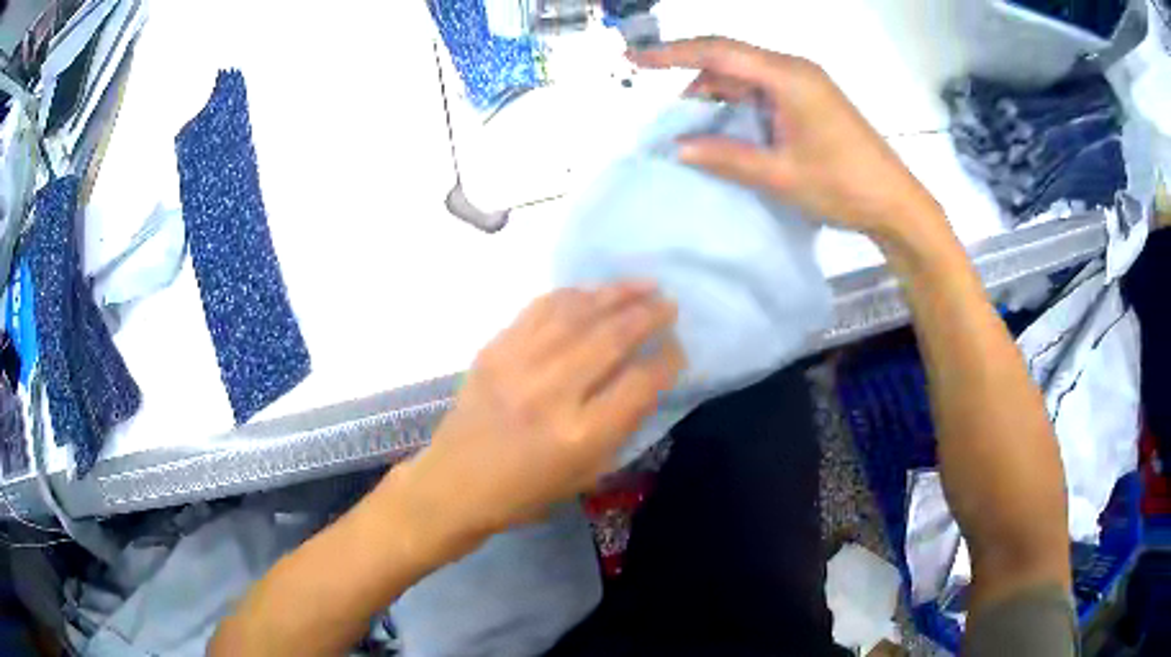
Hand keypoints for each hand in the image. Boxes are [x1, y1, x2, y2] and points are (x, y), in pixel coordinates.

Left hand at [389, 283, 683, 557]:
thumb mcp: (585, 475)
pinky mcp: (494, 349)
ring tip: (643, 285)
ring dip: (616, 294)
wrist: (454, 483)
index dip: (667, 361)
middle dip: (649, 315)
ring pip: (578, 313)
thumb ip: (621, 426)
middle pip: (612, 337)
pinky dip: (572, 295)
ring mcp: (519, 364)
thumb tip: (648, 379)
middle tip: (669, 304)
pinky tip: (593, 292)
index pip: (640, 383)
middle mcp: (552, 392)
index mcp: (581, 435)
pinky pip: (541, 309)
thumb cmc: (525, 492)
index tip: (678, 349)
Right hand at [630, 37, 945, 245]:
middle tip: (664, 110)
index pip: (718, 52)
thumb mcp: (780, 175)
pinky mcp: (809, 101)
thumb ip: (726, 156)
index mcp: (788, 77)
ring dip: (715, 96)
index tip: (633, 59)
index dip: (671, 53)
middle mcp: (794, 70)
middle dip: (691, 77)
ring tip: (690, 127)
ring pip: (744, 77)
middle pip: (729, 59)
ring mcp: (804, 84)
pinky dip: (737, 106)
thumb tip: (677, 147)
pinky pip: (762, 92)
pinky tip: (724, 128)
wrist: (895, 204)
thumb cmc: (844, 187)